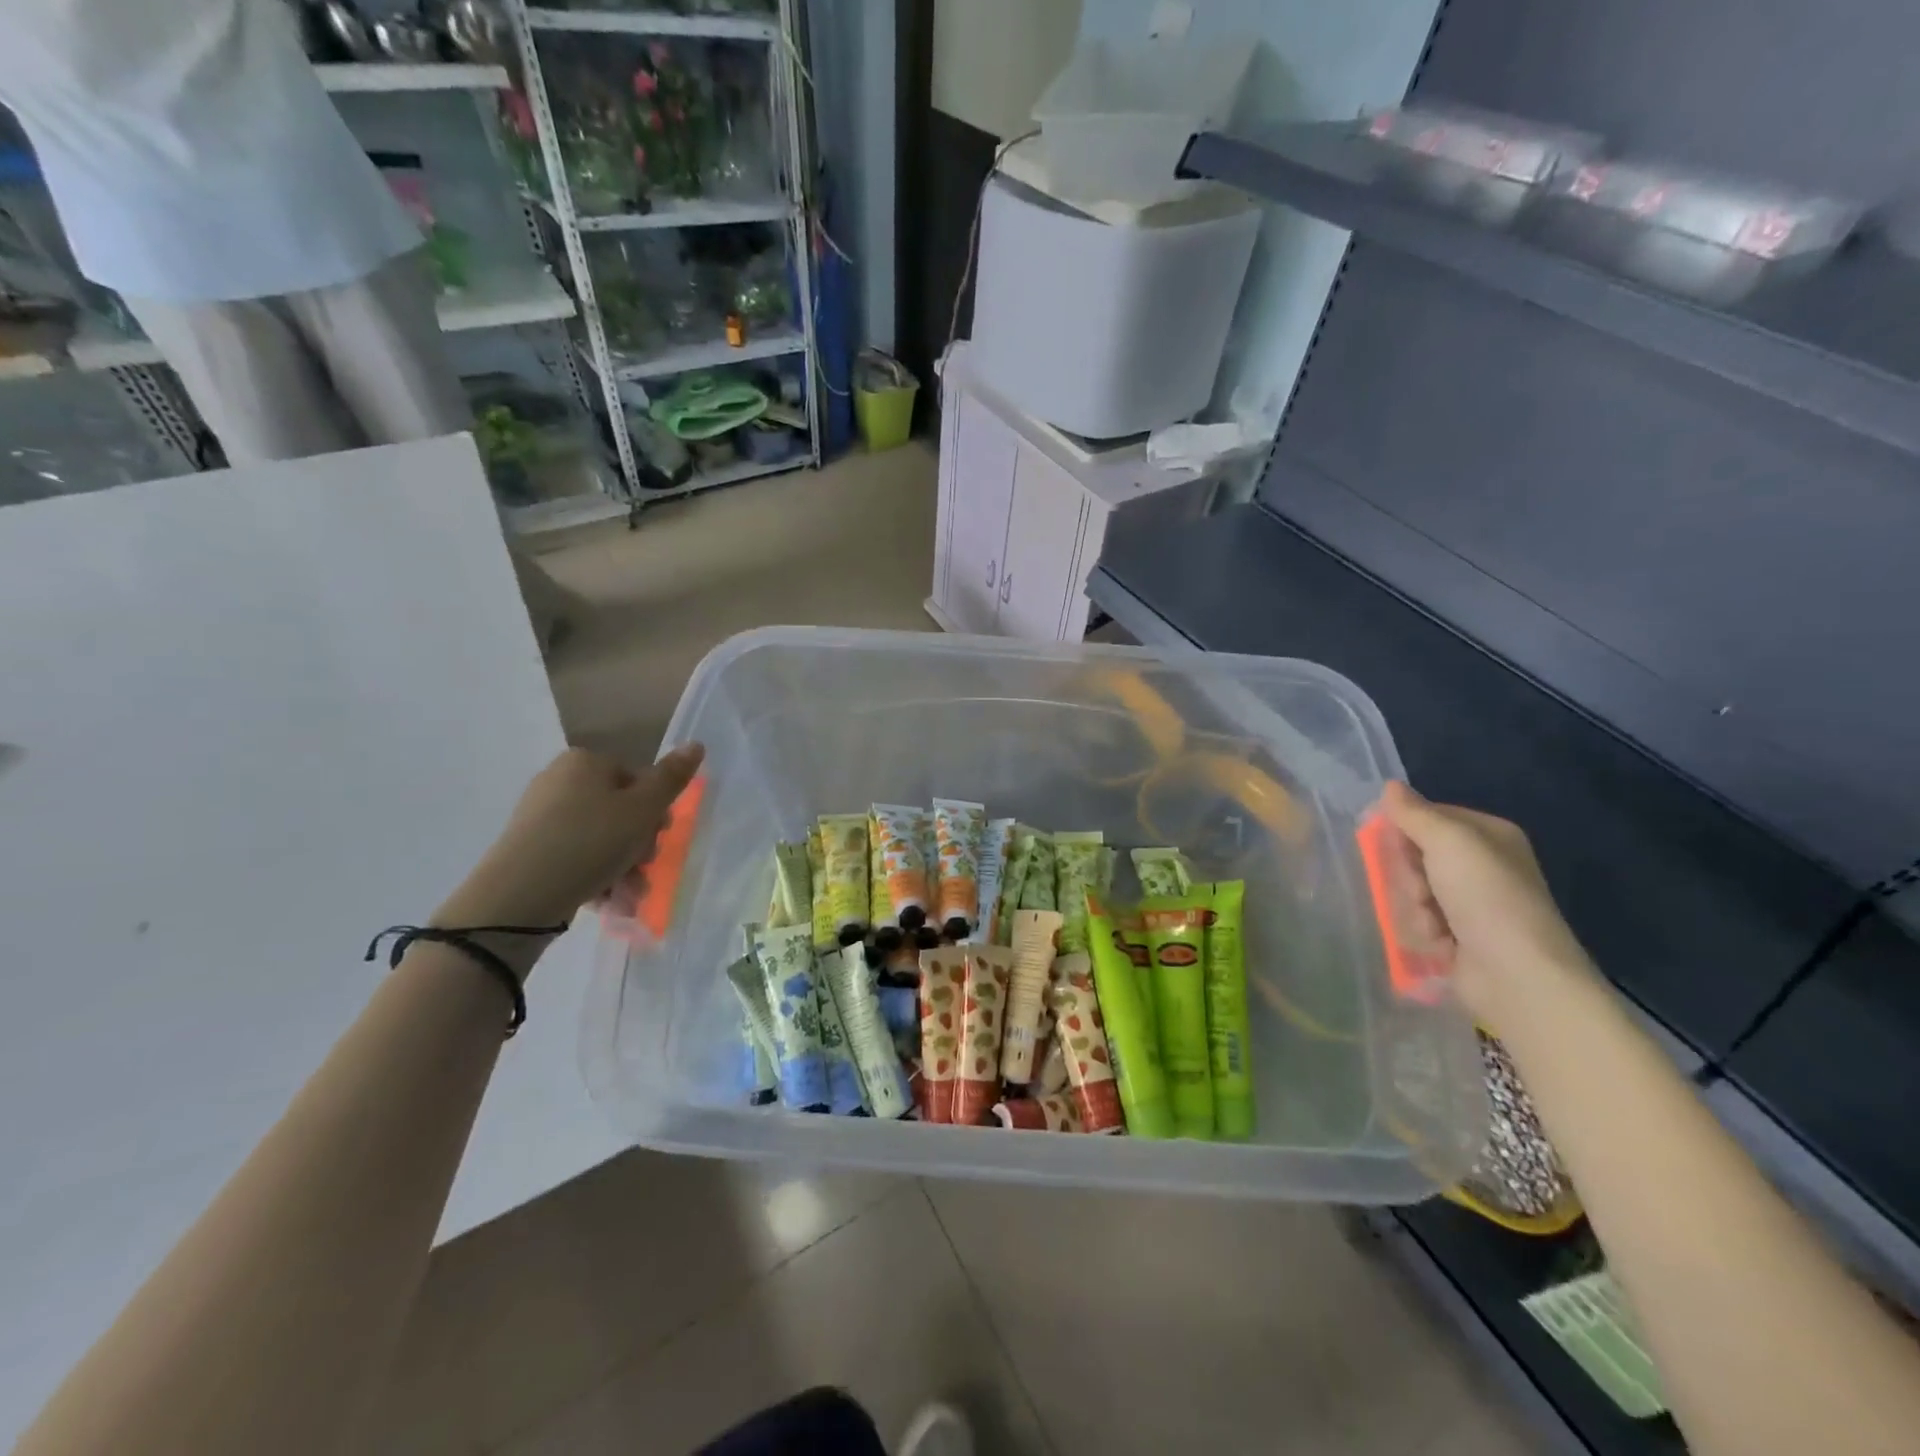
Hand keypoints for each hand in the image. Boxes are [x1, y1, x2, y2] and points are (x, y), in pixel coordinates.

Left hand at [436, 744, 704, 935]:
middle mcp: (559, 781)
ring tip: (629, 895)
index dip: (655, 811)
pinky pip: (576, 857)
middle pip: (620, 811)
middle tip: (644, 868)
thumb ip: (672, 778)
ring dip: (624, 867)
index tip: (660, 838)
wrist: (519, 896)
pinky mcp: (528, 849)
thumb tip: (696, 743)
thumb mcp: (643, 810)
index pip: (637, 780)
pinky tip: (607, 900)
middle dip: (639, 845)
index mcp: (585, 762)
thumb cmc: (591, 842)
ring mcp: (540, 816)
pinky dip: (596, 876)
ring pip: (601, 839)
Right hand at [1378, 781, 1597, 1024]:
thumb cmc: (1486, 897)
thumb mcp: (1448, 842)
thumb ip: (1415, 814)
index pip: (1428, 817)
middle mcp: (1482, 866)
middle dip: (1409, 875)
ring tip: (1432, 924)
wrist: (1517, 974)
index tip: (1390, 843)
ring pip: (1413, 891)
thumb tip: (1389, 785)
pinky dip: (1423, 932)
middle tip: (1419, 890)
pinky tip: (1438, 944)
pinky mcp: (1459, 937)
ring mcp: (1471, 904)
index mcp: (1489, 836)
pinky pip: (1420, 922)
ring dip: (1414, 907)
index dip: (1403, 828)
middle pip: (1416, 855)